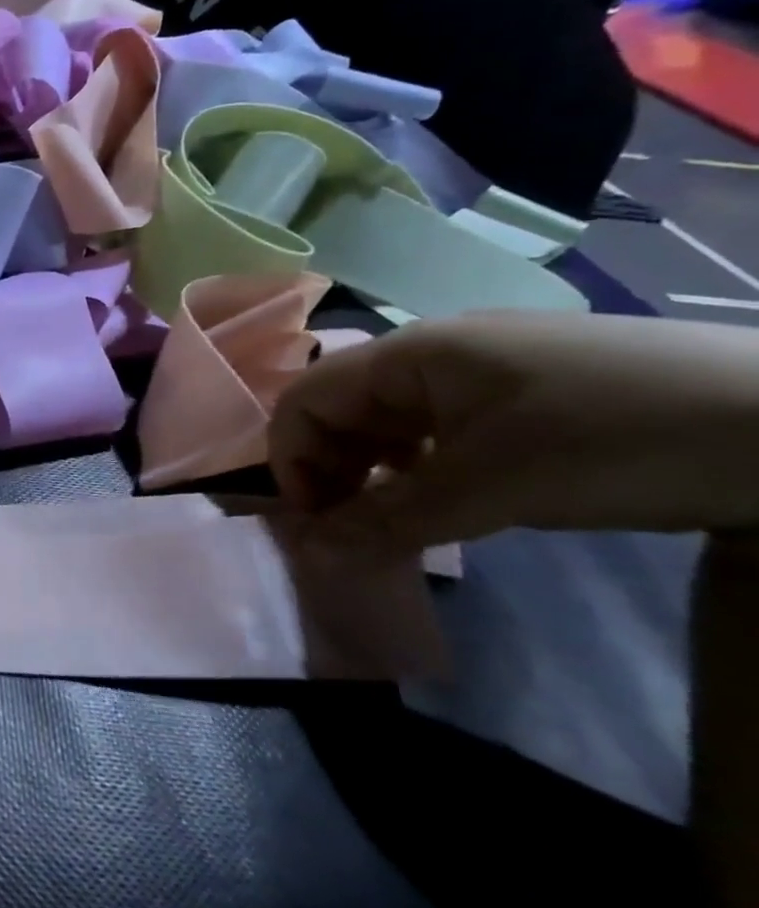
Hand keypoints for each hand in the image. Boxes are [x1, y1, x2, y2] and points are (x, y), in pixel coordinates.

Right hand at [268, 312, 758, 546]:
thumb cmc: (615, 439)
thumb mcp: (493, 487)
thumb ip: (390, 520)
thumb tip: (309, 556)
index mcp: (409, 352)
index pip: (304, 399)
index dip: (291, 459)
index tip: (314, 523)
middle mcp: (432, 351)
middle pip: (341, 408)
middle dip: (331, 469)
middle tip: (353, 531)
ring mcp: (482, 368)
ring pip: (390, 420)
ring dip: (376, 471)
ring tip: (400, 519)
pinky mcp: (524, 391)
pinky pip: (439, 425)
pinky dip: (424, 464)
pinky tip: (453, 494)